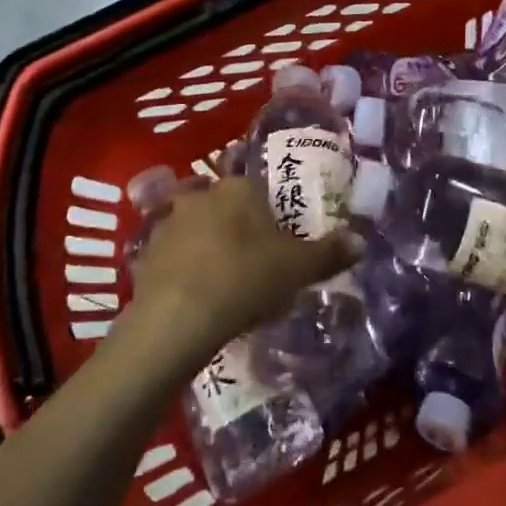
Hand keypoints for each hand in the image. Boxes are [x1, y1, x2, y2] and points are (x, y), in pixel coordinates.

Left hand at [125, 174, 361, 365]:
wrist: (178, 319)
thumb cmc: (246, 279)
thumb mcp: (298, 269)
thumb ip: (330, 253)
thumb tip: (361, 241)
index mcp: (239, 189)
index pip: (256, 186)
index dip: (268, 211)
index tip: (276, 237)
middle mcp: (201, 195)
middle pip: (223, 204)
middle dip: (235, 225)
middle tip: (252, 258)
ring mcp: (168, 223)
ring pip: (194, 227)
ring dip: (206, 245)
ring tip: (223, 279)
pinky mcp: (145, 254)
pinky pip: (172, 255)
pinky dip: (183, 269)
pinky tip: (196, 296)